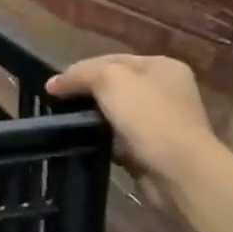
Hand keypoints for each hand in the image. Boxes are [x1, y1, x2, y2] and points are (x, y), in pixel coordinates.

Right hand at [46, 55, 219, 187]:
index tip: (53, 87)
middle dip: (86, 93)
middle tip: (58, 104)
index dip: (80, 70)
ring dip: (93, 117)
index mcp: (162, 66)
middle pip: (114, 85)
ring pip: (115, 112)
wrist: (179, 172)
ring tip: (68, 123)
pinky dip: (104, 138)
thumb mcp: (109, 80)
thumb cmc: (148, 117)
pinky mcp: (154, 148)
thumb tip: (53, 84)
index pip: (111, 59)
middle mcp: (166, 90)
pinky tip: (88, 141)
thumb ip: (80, 74)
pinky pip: (120, 136)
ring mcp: (162, 120)